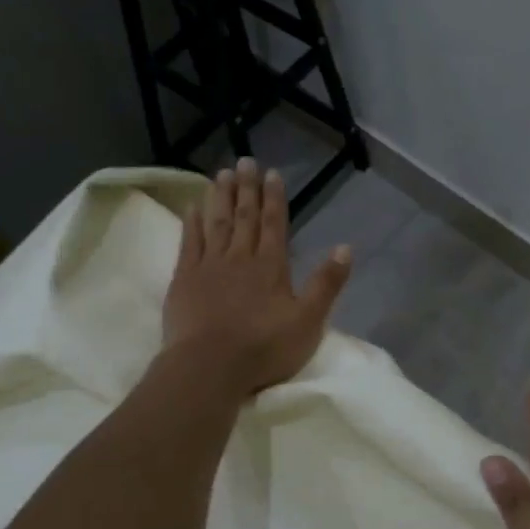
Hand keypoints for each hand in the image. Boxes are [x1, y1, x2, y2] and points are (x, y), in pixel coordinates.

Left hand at [162, 158, 352, 395]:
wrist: (209, 366)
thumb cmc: (263, 348)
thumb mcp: (308, 321)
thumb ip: (326, 284)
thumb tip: (345, 247)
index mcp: (271, 266)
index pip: (274, 224)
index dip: (274, 198)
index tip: (271, 173)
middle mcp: (240, 257)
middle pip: (244, 216)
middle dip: (246, 188)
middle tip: (244, 161)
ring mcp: (209, 266)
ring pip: (216, 223)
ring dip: (220, 197)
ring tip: (221, 173)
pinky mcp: (184, 279)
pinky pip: (189, 242)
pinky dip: (192, 222)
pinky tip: (193, 206)